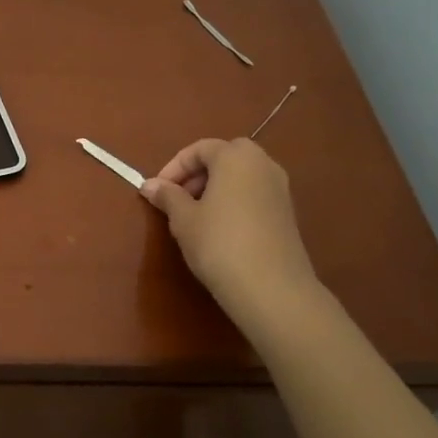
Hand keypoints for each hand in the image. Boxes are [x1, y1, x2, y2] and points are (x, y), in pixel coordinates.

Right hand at [141, 138, 322, 333]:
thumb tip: (149, 185)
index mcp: (236, 157)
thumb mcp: (184, 219)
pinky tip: (220, 230)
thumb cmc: (219, 243)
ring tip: (196, 217)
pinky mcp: (287, 213)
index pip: (199, 149)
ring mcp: (280, 188)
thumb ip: (167, 196)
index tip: (158, 191)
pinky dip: (234, 201)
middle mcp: (263, 164)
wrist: (271, 288)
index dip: (174, 167)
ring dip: (216, 188)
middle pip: (224, 157)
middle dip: (197, 174)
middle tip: (178, 199)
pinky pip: (254, 195)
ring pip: (241, 177)